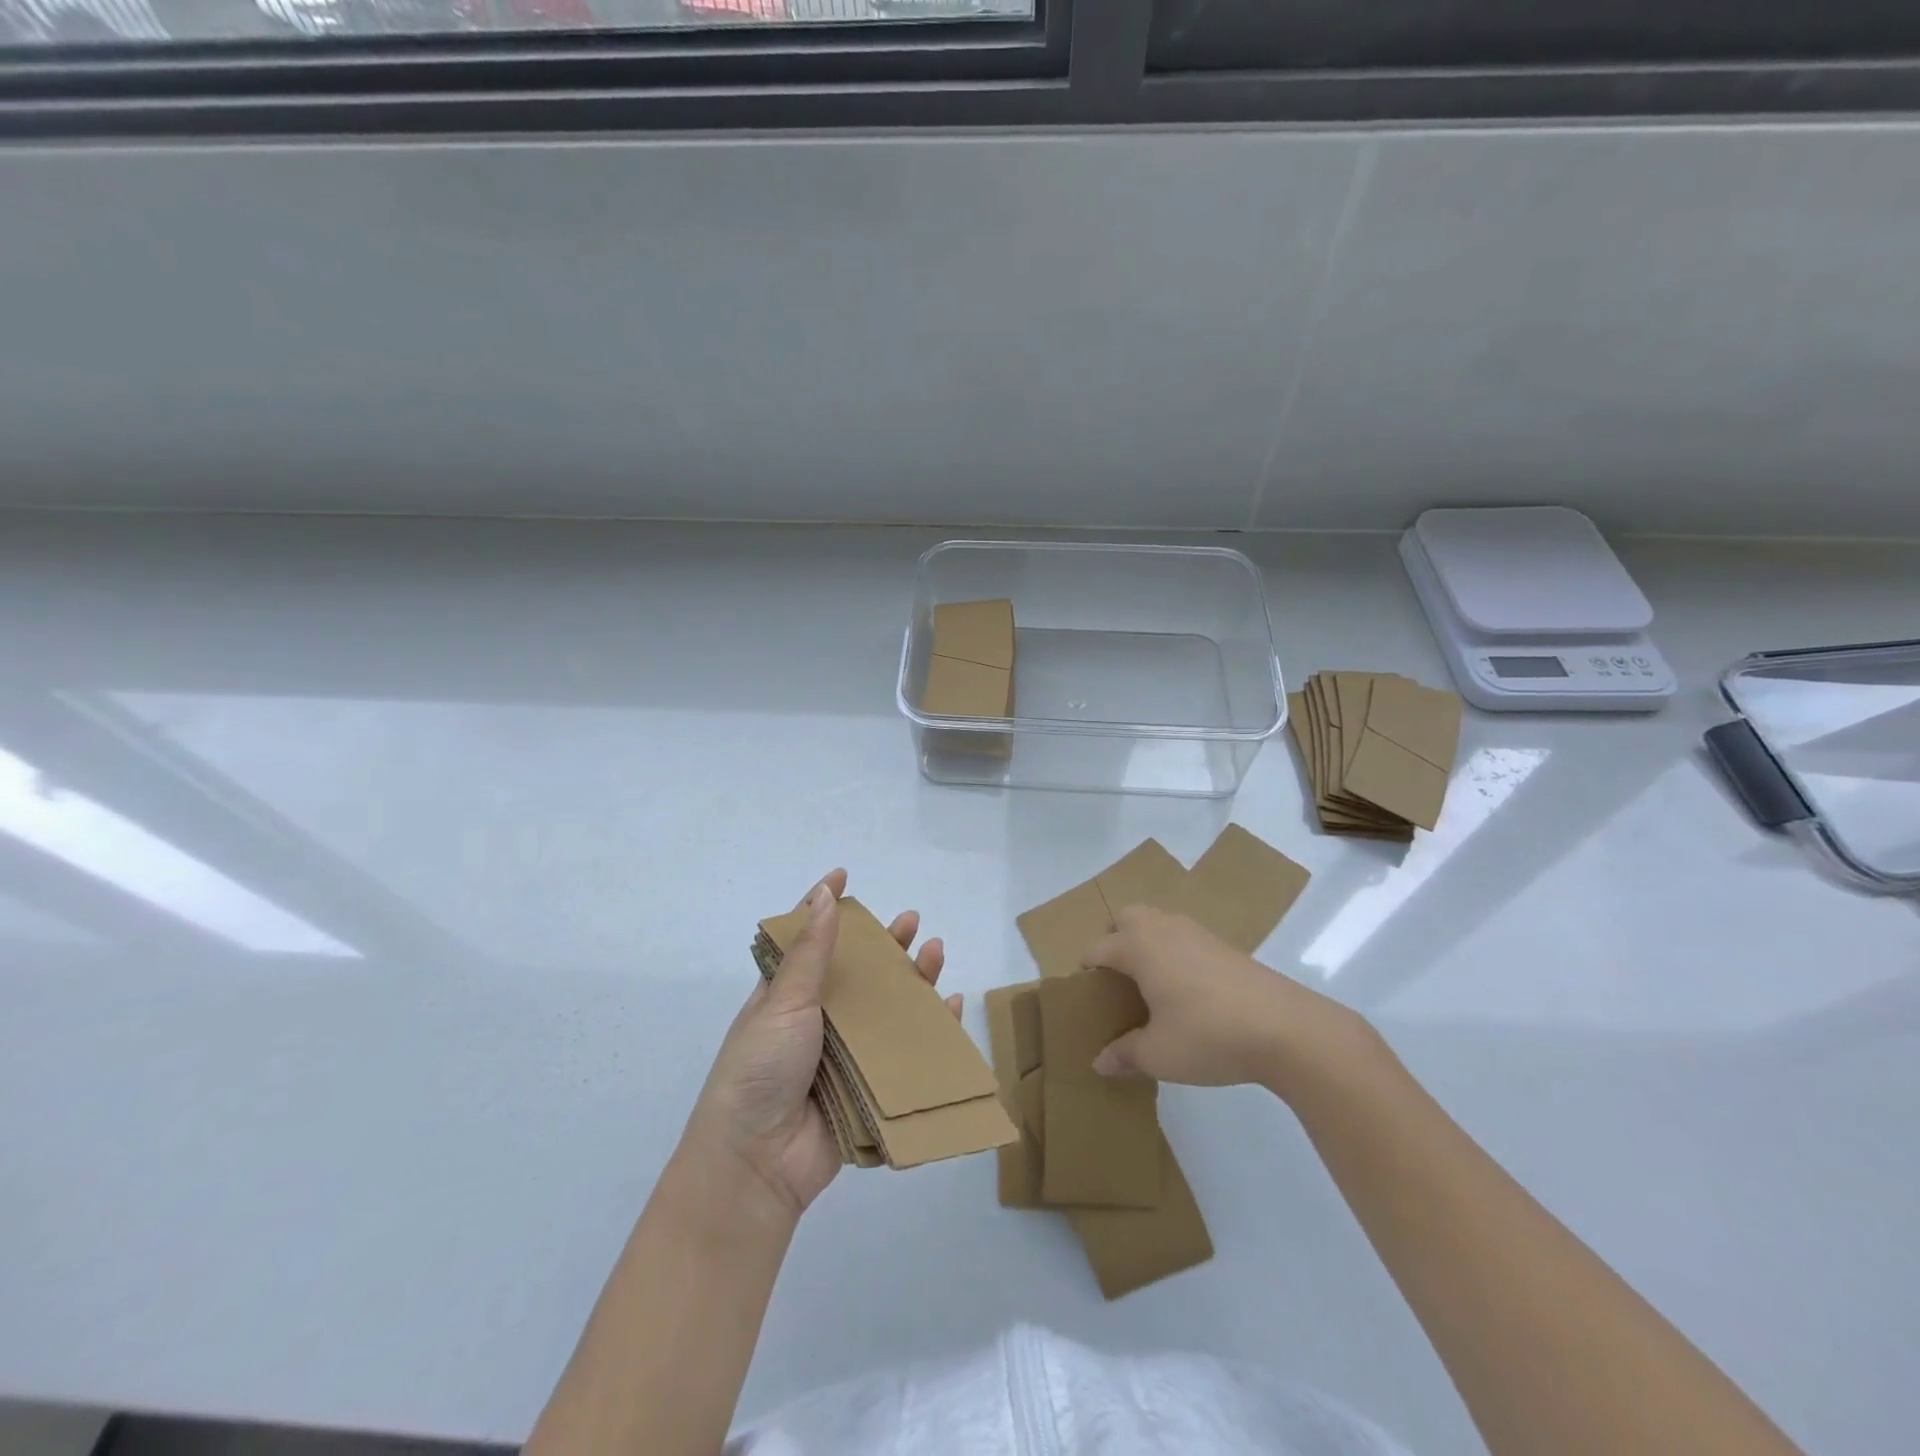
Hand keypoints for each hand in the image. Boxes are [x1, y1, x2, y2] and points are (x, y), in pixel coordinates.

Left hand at [684, 870, 954, 1218]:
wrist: (757, 1163)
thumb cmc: (760, 1069)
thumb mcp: (783, 1003)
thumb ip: (811, 952)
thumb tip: (825, 894)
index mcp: (785, 996)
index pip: (807, 939)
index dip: (824, 906)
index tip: (844, 875)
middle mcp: (815, 1020)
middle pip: (856, 972)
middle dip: (884, 944)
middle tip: (911, 921)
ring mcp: (843, 1054)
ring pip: (885, 1007)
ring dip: (912, 980)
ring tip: (936, 952)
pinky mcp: (867, 1087)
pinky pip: (905, 1052)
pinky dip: (931, 1030)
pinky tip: (952, 1006)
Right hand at [1081, 905, 1360, 1094]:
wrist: (1286, 1028)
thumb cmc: (1208, 1035)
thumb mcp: (1159, 1055)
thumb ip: (1125, 1055)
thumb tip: (1099, 1062)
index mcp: (1138, 947)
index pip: (1097, 949)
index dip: (1086, 972)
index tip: (1086, 1000)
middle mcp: (1163, 929)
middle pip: (1126, 918)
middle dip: (1114, 940)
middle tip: (1117, 981)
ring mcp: (1197, 933)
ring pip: (1158, 922)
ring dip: (1146, 943)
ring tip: (1150, 986)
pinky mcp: (1225, 946)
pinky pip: (1184, 937)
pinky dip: (1174, 953)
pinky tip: (1187, 992)